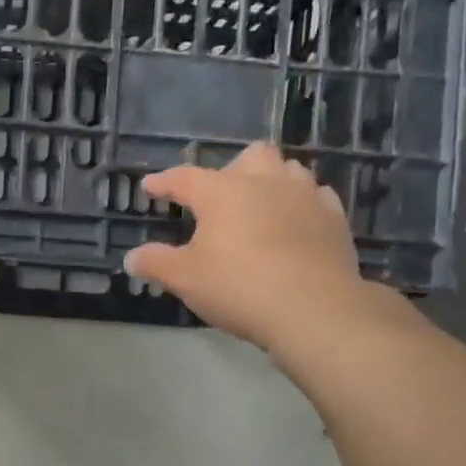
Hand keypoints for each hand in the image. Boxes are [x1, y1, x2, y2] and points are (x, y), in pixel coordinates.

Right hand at [123, 143, 395, 352]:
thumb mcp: (185, 279)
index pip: (184, 178)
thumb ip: (156, 263)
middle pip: (249, 157)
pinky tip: (295, 222)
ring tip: (259, 206)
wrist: (312, 308)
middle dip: (231, 170)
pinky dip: (301, 204)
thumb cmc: (238, 287)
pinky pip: (317, 197)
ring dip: (271, 181)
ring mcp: (305, 196)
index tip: (150, 187)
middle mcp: (265, 182)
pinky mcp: (334, 218)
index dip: (163, 182)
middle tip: (219, 197)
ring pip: (288, 170)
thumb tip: (131, 258)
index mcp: (222, 192)